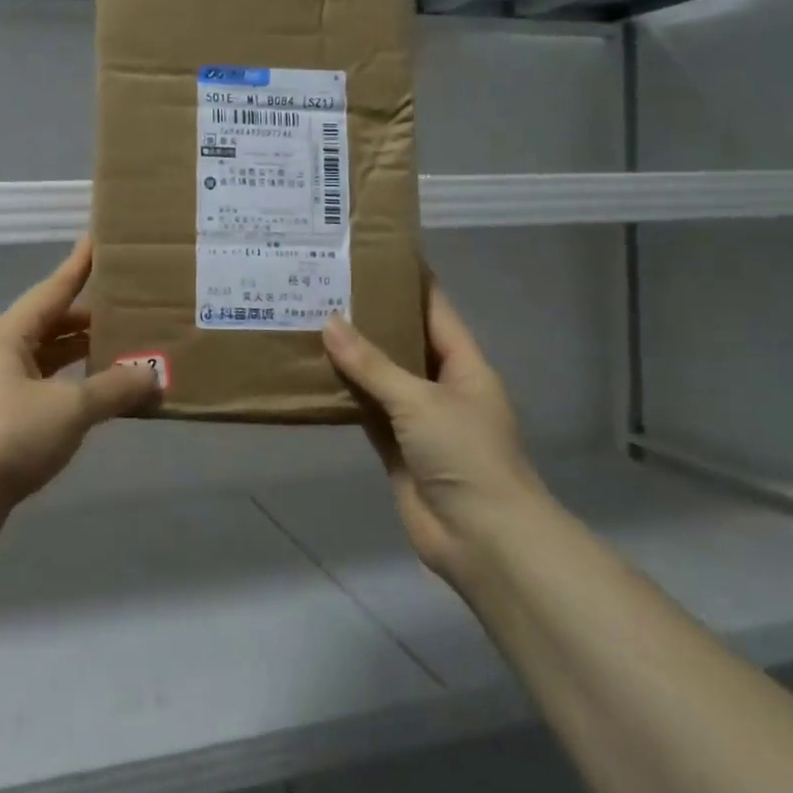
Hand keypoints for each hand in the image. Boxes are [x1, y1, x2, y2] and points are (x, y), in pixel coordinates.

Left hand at [0, 238, 159, 516]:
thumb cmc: (7, 436)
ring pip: (49, 358)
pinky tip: (100, 396)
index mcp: (8, 333)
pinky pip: (45, 388)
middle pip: (52, 323)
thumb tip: (152, 377)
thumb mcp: (69, 408)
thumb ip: (114, 389)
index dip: (79, 265)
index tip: (98, 240)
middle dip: (91, 316)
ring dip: (83, 355)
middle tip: (133, 305)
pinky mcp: (0, 418)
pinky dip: (73, 386)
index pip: (54, 289)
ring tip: (127, 348)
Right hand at [322, 280, 546, 585]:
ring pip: (379, 377)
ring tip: (309, 320)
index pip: (434, 309)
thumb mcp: (420, 400)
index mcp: (463, 365)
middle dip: (369, 317)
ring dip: (351, 357)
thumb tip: (329, 323)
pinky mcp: (395, 448)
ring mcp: (417, 419)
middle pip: (402, 341)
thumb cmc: (465, 455)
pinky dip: (343, 395)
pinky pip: (365, 412)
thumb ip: (372, 364)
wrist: (483, 538)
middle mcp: (441, 386)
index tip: (374, 253)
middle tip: (325, 286)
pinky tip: (312, 373)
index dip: (409, 281)